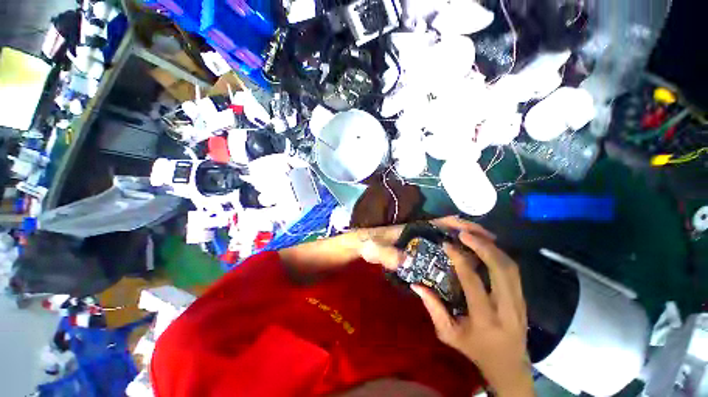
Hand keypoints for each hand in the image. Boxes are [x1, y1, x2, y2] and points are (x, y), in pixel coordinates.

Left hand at [356, 216, 495, 270]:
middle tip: (493, 251)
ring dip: (465, 248)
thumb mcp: (373, 248)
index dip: (466, 226)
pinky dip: (452, 259)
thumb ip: (385, 254)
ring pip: (449, 243)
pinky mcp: (417, 254)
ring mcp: (421, 244)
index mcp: (417, 228)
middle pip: (453, 232)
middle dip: (472, 238)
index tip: (486, 234)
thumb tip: (406, 261)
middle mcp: (423, 233)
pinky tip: (461, 272)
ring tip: (484, 262)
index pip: (447, 223)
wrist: (355, 247)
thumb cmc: (365, 243)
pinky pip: (439, 255)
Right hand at [411, 231, 533, 396]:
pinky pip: (514, 271)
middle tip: (465, 234)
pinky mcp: (524, 296)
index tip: (448, 246)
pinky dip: (502, 257)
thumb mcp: (450, 335)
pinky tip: (491, 251)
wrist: (507, 360)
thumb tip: (418, 286)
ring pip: (510, 265)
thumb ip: (435, 310)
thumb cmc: (475, 350)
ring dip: (494, 248)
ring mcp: (518, 299)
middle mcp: (504, 305)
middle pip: (498, 267)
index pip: (473, 282)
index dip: (460, 260)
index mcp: (483, 318)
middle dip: (482, 245)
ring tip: (477, 238)